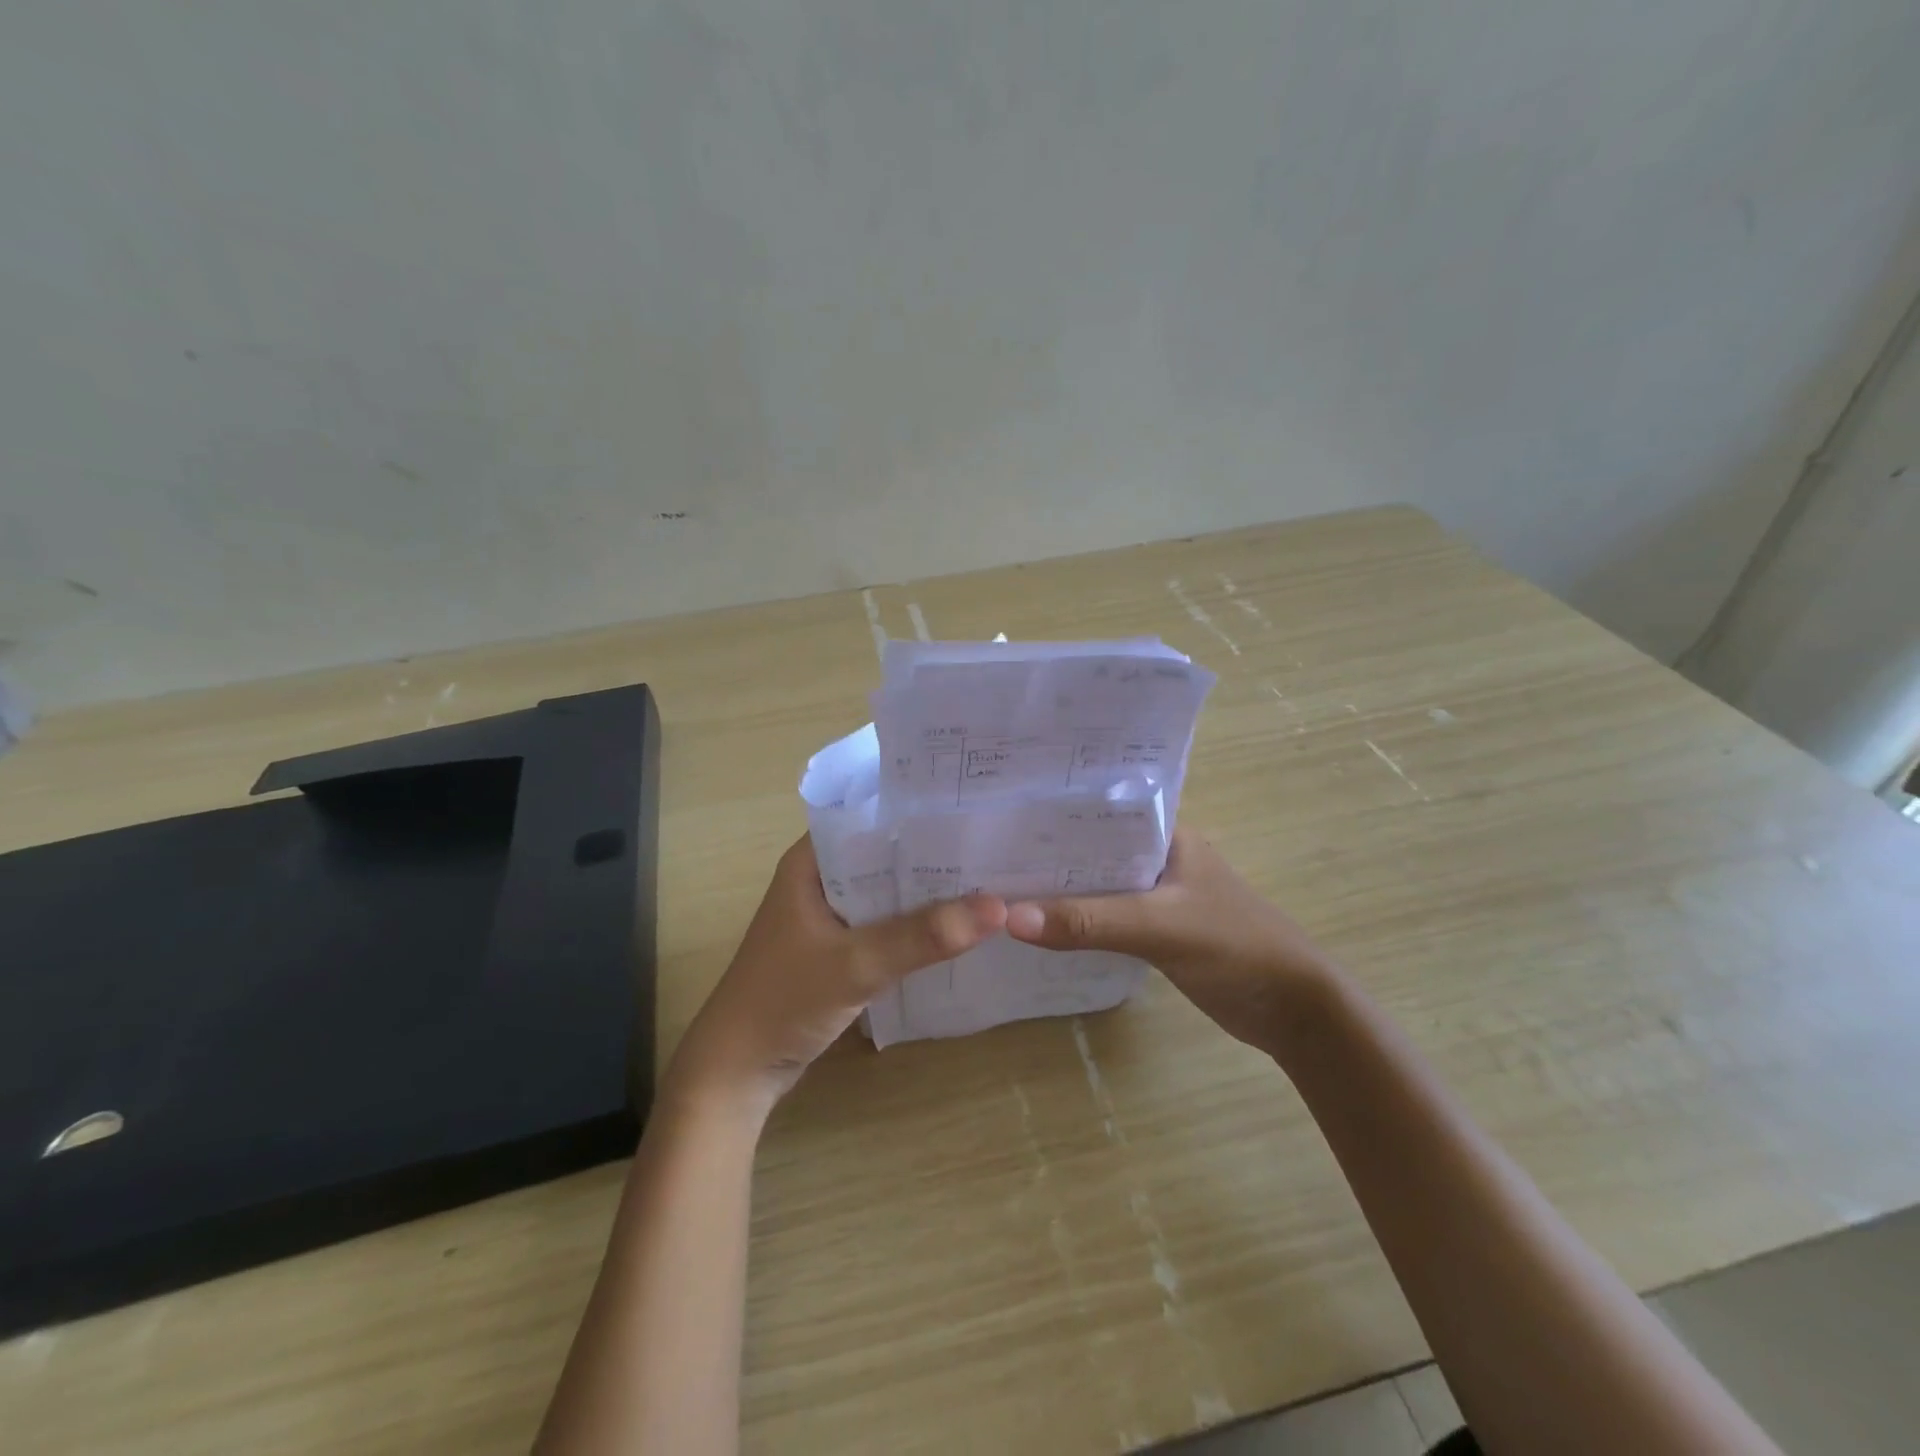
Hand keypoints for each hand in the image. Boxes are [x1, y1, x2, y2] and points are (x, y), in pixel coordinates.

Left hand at [665, 835, 1006, 1116]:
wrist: (737, 1073)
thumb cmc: (783, 1002)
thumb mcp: (856, 965)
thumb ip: (921, 936)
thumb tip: (997, 907)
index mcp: (811, 861)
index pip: (873, 817)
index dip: (921, 811)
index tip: (975, 808)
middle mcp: (821, 879)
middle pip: (887, 855)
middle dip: (935, 854)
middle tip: (995, 845)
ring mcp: (829, 915)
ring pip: (888, 892)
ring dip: (928, 892)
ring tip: (989, 879)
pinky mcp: (838, 948)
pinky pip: (885, 924)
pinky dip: (915, 925)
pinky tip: (957, 927)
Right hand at [1004, 827, 1336, 1056]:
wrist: (1294, 1011)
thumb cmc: (1236, 947)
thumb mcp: (1161, 927)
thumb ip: (1089, 922)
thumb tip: (1009, 918)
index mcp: (1166, 832)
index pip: (1098, 808)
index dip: (1051, 810)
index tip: (997, 812)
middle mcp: (1156, 855)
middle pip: (1089, 847)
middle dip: (1044, 851)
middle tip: (982, 851)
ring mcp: (1155, 894)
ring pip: (1094, 884)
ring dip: (1057, 889)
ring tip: (995, 884)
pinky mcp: (1154, 930)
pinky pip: (1103, 916)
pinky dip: (1074, 920)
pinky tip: (1036, 925)